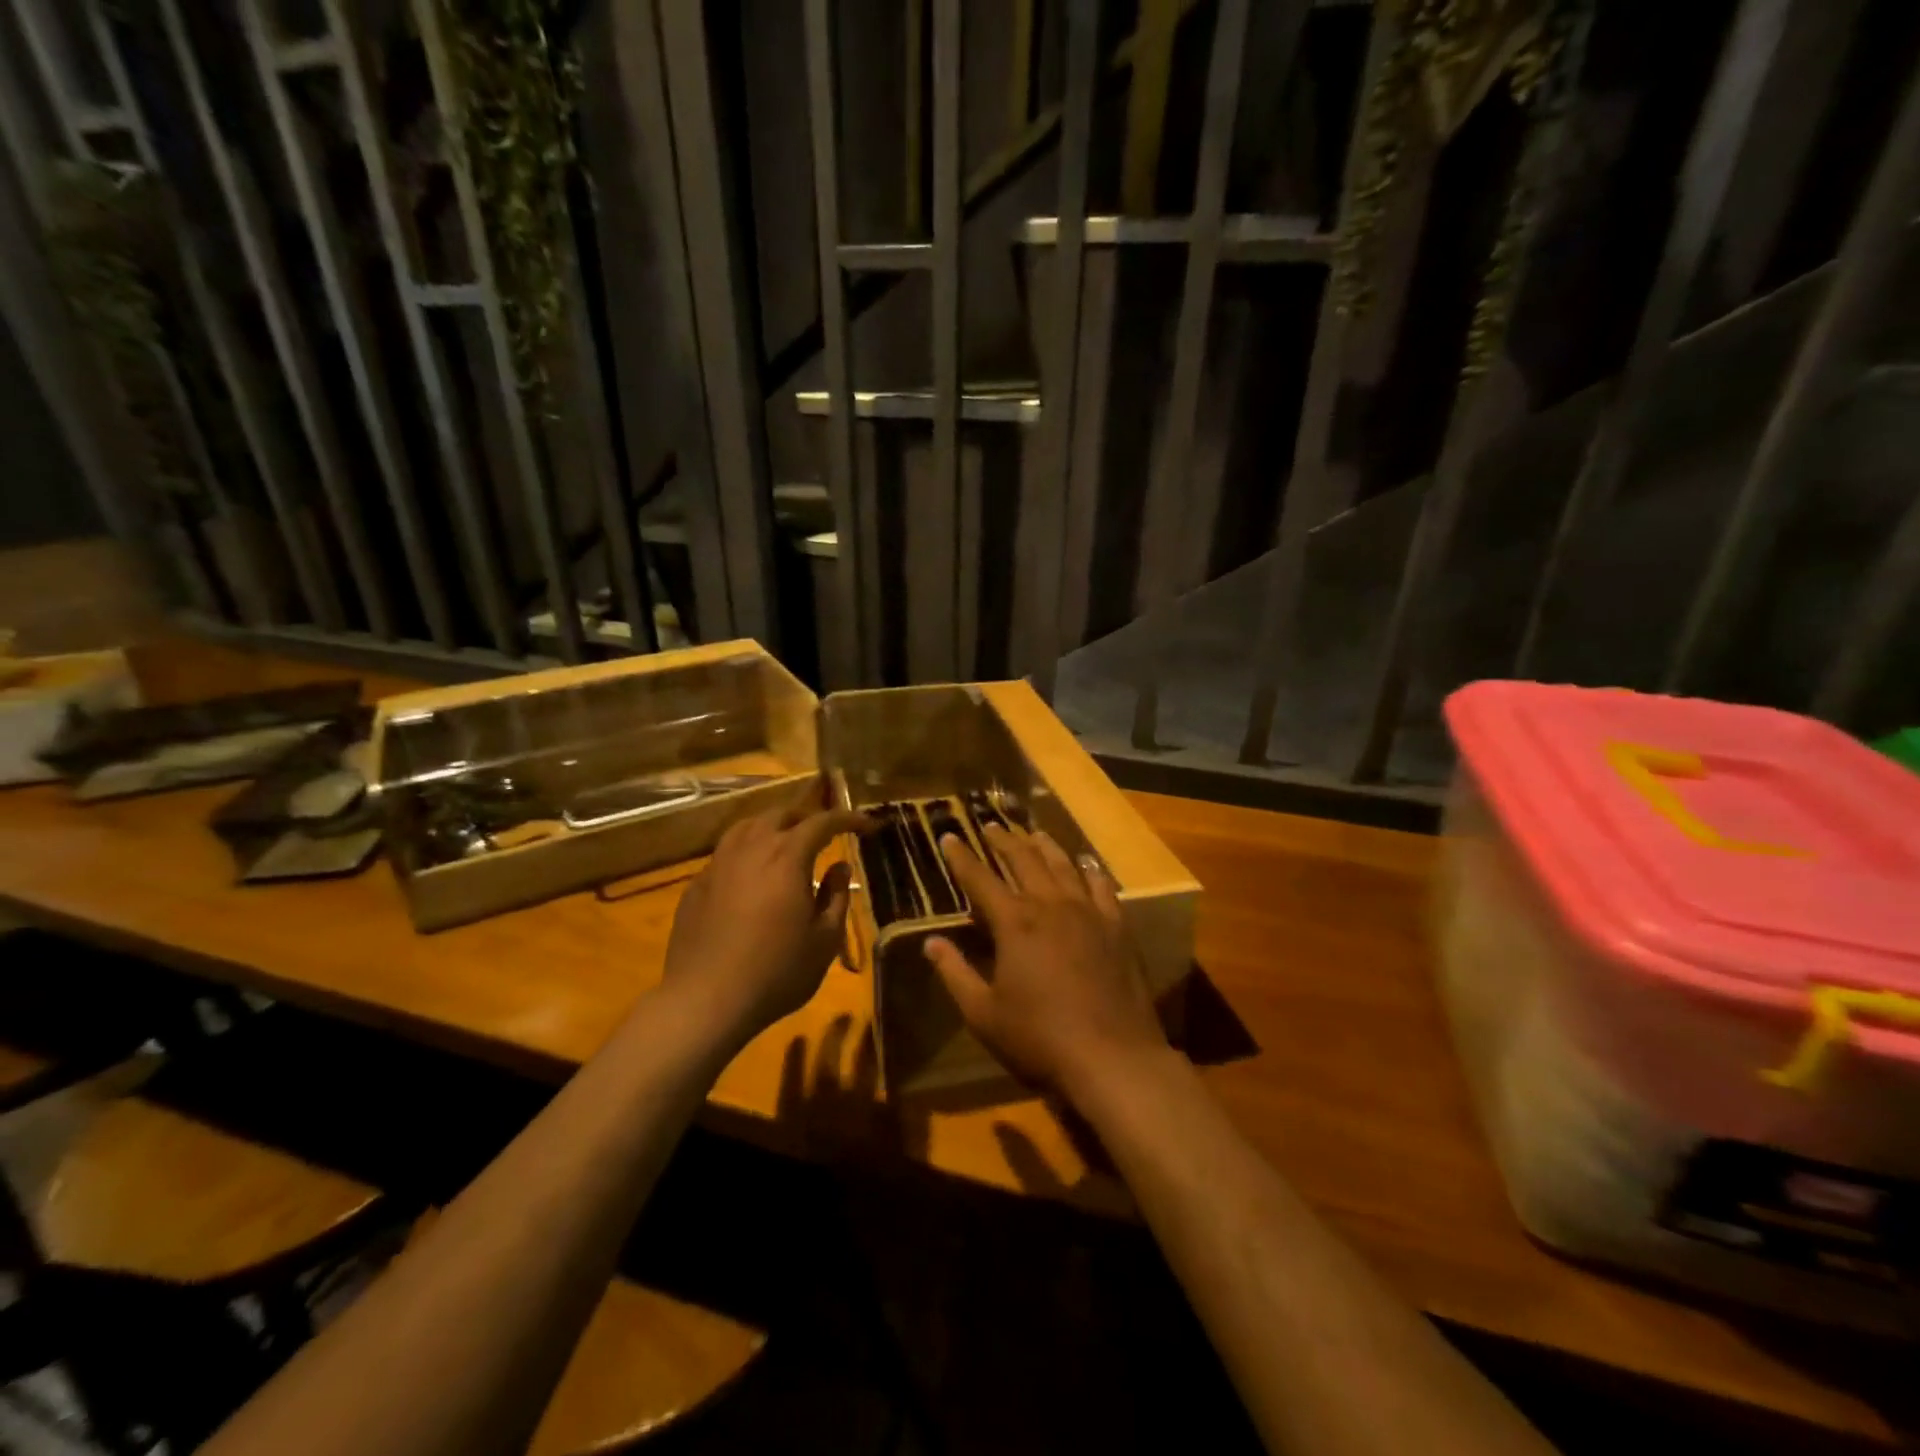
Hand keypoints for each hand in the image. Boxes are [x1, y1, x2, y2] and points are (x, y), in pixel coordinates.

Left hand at [663, 803, 869, 1042]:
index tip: (866, 824)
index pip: (822, 822)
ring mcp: (717, 865)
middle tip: (823, 833)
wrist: (705, 1001)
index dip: (847, 819)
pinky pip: (724, 854)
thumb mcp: (824, 940)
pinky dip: (745, 852)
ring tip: (785, 843)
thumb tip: (840, 867)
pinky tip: (750, 876)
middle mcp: (751, 849)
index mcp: (787, 857)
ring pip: (746, 828)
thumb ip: (836, 896)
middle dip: (806, 818)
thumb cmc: (776, 971)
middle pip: (780, 815)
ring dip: (771, 827)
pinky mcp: (696, 886)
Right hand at [924, 826, 1164, 1098]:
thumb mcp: (984, 1013)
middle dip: (1003, 841)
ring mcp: (1088, 912)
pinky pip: (1101, 886)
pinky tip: (1085, 862)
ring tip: (1032, 833)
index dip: (961, 857)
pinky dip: (1089, 869)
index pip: (980, 879)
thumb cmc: (1040, 1038)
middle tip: (990, 826)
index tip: (949, 836)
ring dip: (1044, 846)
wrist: (1113, 1056)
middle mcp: (1051, 905)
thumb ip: (955, 973)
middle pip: (1023, 860)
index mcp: (1015, 923)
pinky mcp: (1116, 926)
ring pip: (1062, 865)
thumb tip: (930, 942)